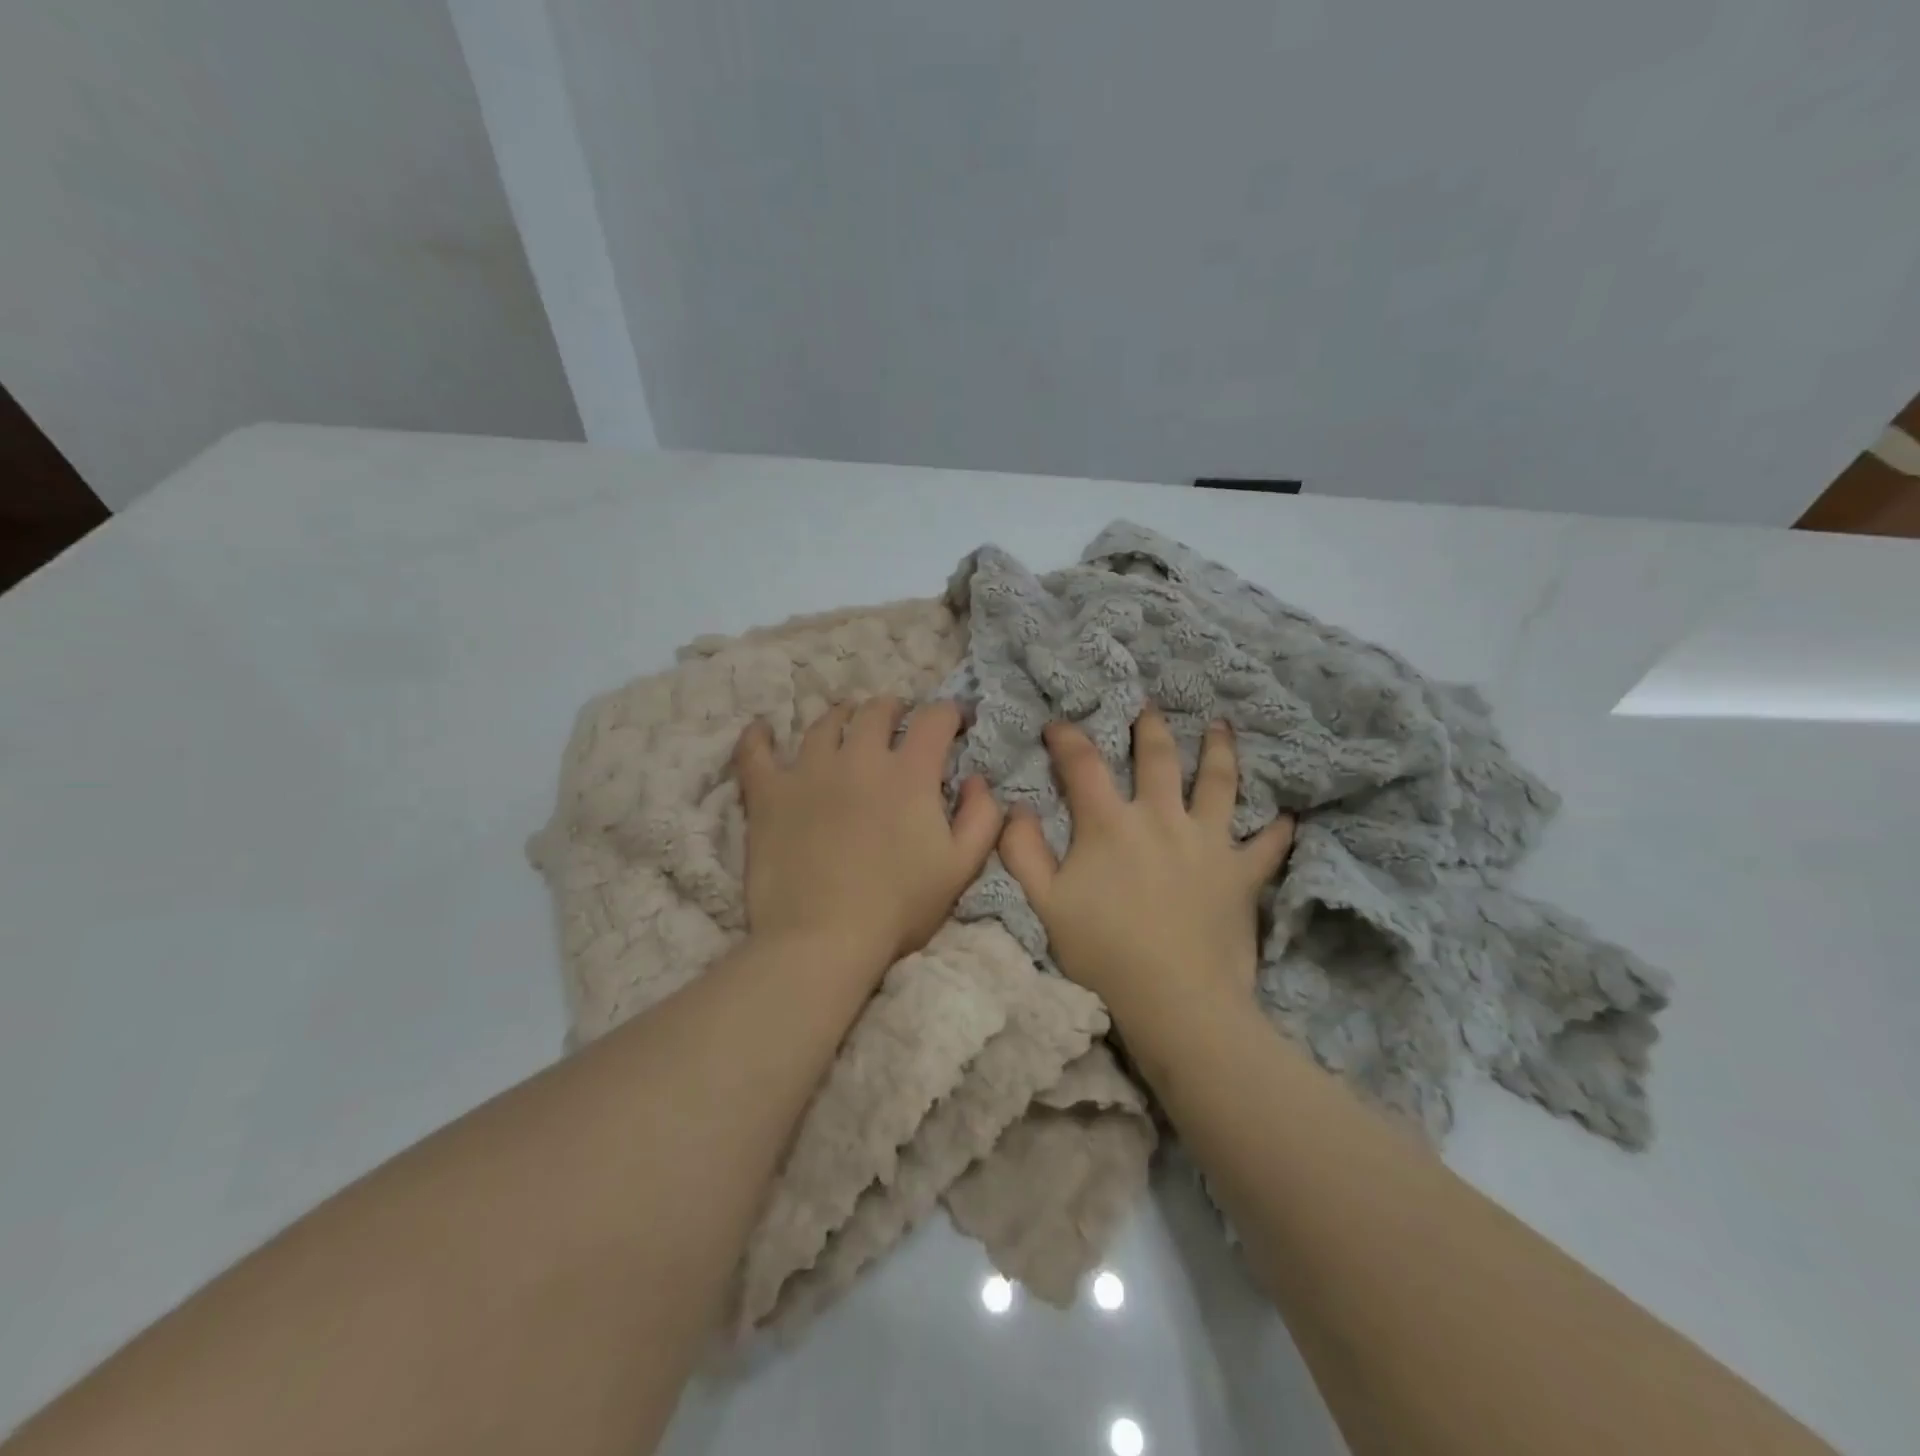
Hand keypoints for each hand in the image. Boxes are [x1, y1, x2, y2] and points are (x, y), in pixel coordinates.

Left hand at [733, 698, 1003, 979]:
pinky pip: (755, 753)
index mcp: (909, 773)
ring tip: (846, 724)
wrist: (824, 939)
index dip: (950, 713)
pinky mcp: (768, 793)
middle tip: (898, 721)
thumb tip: (979, 779)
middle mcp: (859, 758)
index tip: (956, 721)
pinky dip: (758, 738)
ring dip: (842, 717)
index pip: (934, 719)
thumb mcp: (961, 867)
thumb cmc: (899, 906)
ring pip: (824, 723)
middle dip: (894, 708)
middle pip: (876, 711)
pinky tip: (762, 730)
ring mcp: (808, 771)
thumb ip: (982, 817)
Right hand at [998, 710, 1294, 1021]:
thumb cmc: (1102, 951)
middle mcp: (1162, 818)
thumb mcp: (1044, 903)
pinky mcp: (1242, 874)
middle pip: (1158, 758)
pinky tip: (1288, 816)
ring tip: (1221, 727)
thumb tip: (1014, 808)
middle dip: (1150, 727)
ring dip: (1219, 751)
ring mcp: (1208, 842)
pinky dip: (1278, 829)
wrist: (1175, 1000)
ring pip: (1218, 783)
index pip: (1083, 764)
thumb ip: (1022, 850)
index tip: (1058, 725)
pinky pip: (1267, 845)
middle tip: (1149, 706)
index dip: (1067, 738)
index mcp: (1110, 824)